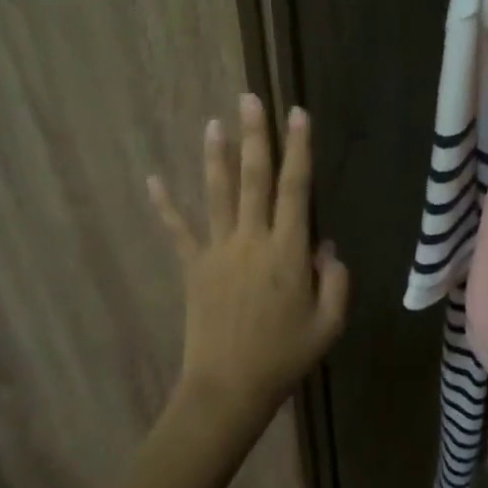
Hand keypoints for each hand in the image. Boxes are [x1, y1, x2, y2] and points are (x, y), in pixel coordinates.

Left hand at [146, 94, 348, 427]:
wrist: (229, 389)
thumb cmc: (285, 356)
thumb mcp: (329, 323)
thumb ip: (335, 280)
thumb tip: (326, 245)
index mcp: (288, 251)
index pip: (296, 188)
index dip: (299, 149)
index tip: (298, 114)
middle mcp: (252, 240)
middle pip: (254, 178)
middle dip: (255, 136)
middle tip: (250, 98)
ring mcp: (218, 251)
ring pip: (217, 194)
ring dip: (217, 156)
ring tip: (214, 122)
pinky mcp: (193, 268)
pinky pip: (177, 231)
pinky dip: (164, 205)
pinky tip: (151, 179)